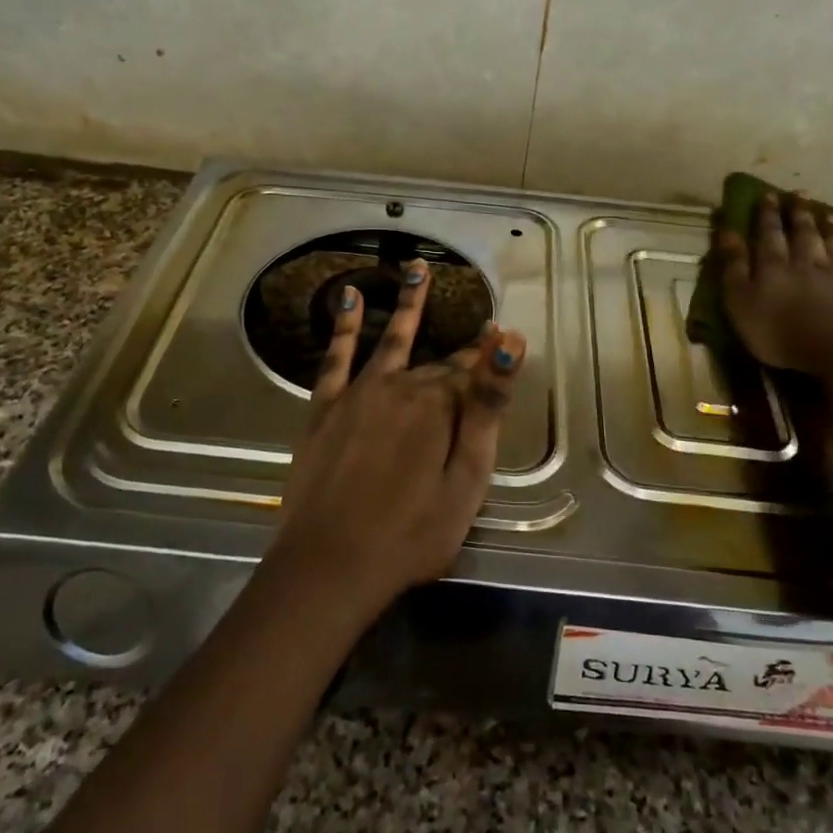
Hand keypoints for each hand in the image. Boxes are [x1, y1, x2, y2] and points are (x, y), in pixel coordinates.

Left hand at [269, 260, 527, 618]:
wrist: (331, 564)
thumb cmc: (412, 532)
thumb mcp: (466, 477)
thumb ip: (486, 407)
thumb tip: (508, 342)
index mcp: (439, 406)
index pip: (471, 375)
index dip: (488, 362)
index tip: (502, 340)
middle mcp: (399, 386)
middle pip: (436, 365)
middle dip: (458, 352)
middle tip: (478, 327)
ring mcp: (358, 394)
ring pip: (390, 339)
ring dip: (407, 303)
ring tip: (416, 268)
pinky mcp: (324, 408)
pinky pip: (336, 356)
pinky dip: (344, 326)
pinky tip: (349, 298)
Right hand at [716, 191, 832, 374]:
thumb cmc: (781, 331)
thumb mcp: (741, 302)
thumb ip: (734, 268)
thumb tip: (727, 233)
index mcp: (775, 266)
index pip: (769, 234)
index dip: (767, 215)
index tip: (768, 195)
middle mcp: (808, 263)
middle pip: (803, 234)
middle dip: (799, 214)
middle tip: (799, 195)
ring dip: (829, 229)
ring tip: (828, 214)